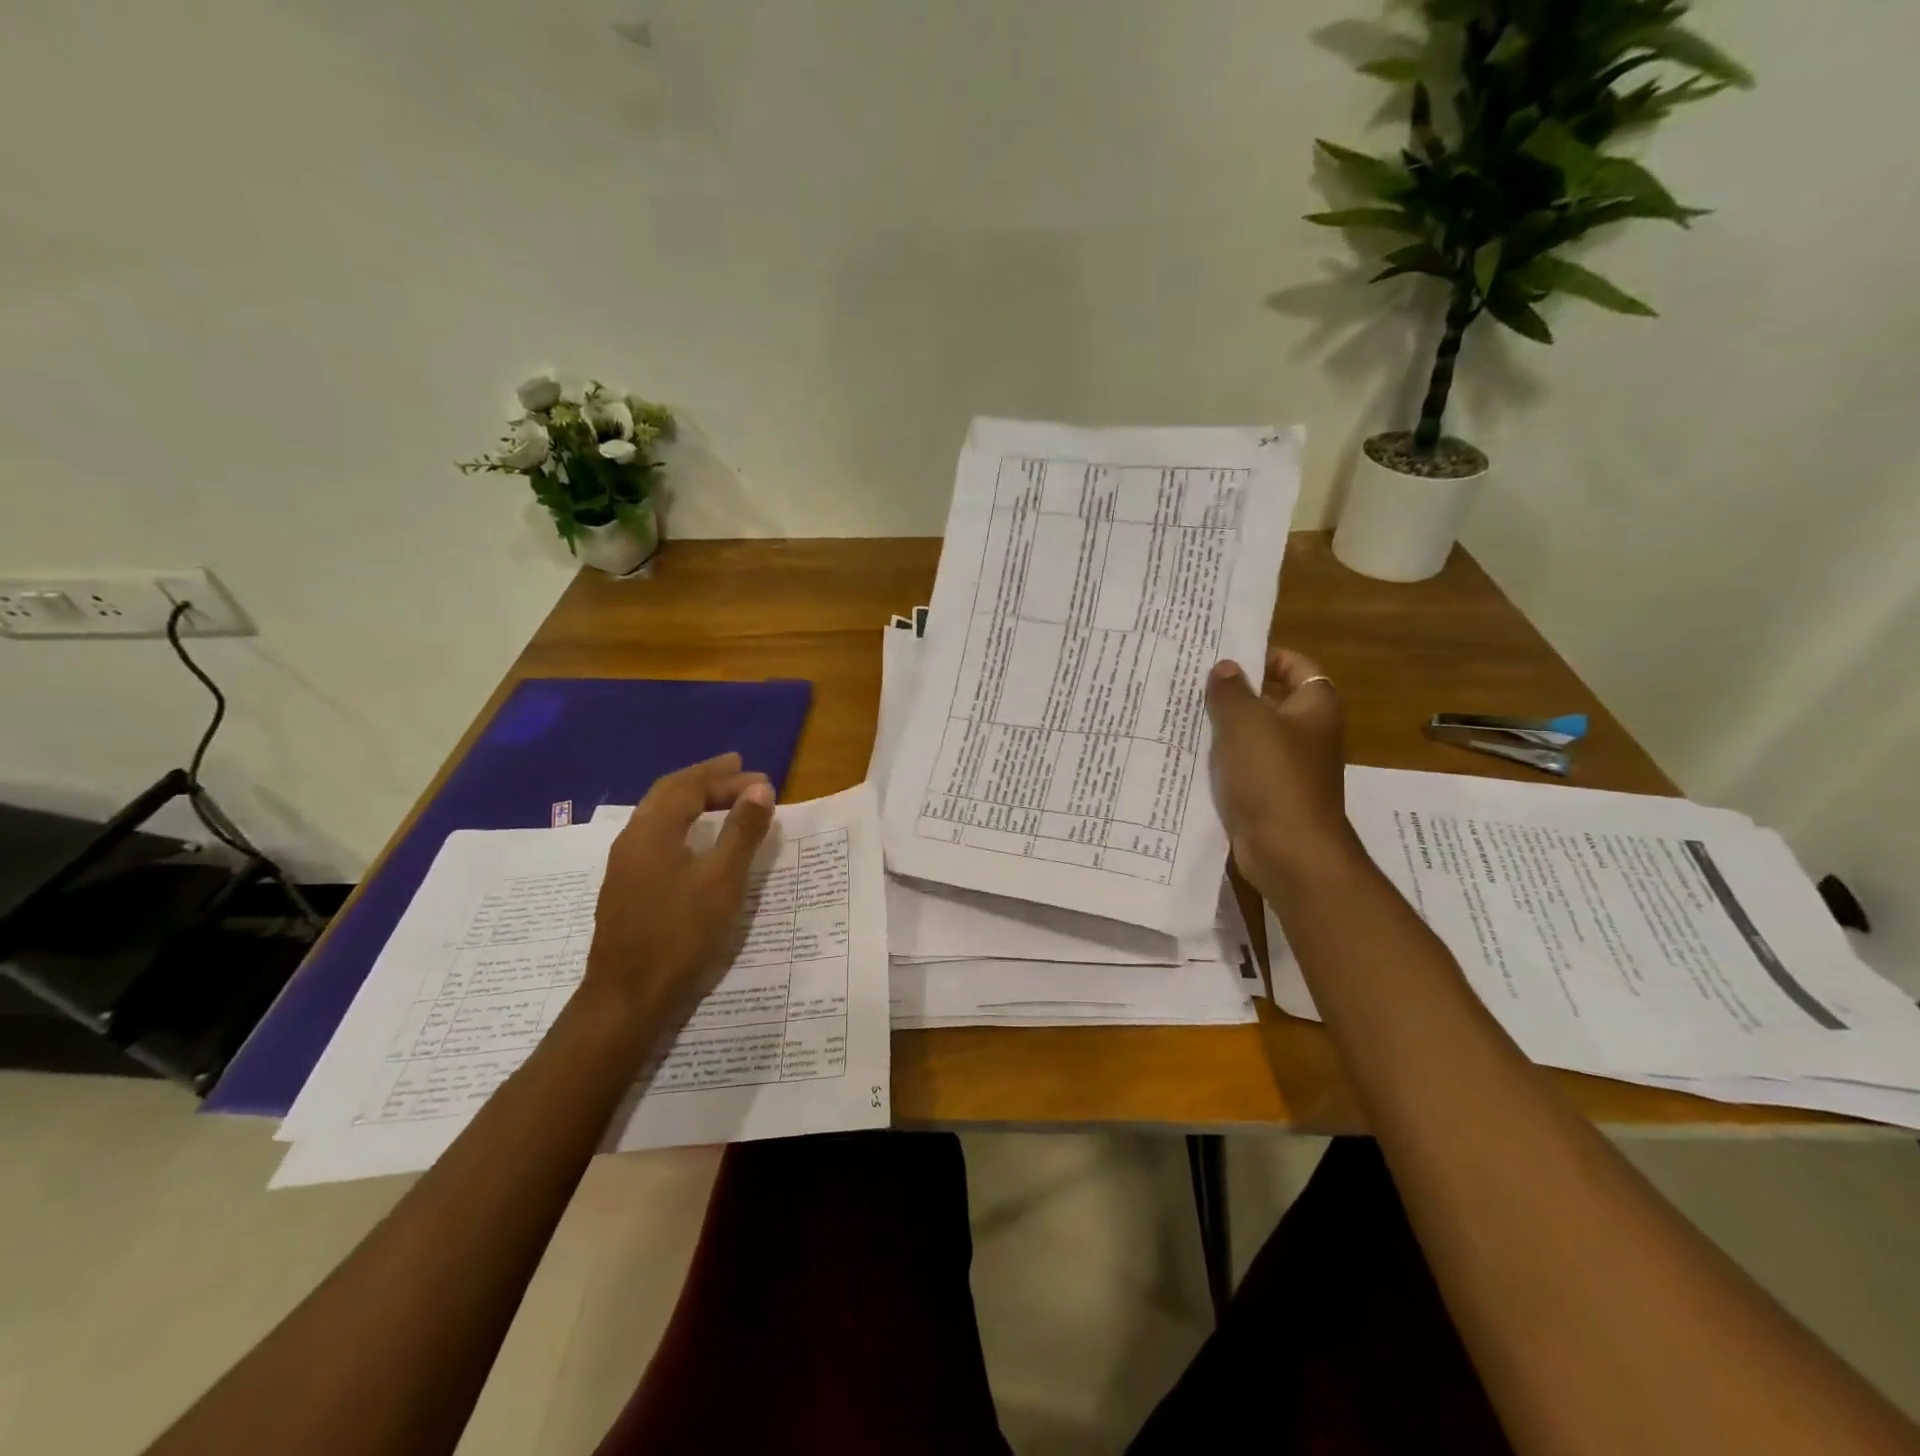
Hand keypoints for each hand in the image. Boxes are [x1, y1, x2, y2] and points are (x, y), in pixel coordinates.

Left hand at [578, 753, 775, 1043]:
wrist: (628, 996)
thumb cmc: (680, 933)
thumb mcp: (722, 880)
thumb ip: (741, 831)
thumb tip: (760, 789)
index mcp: (652, 831)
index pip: (690, 787)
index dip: (727, 779)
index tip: (763, 781)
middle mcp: (632, 839)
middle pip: (669, 793)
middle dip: (705, 778)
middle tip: (739, 769)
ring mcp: (625, 865)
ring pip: (659, 814)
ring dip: (692, 799)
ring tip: (723, 798)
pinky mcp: (627, 888)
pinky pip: (656, 836)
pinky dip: (683, 822)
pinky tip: (697, 838)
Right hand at [1205, 648, 1360, 882]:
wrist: (1290, 852)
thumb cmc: (1272, 777)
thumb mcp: (1245, 723)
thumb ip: (1231, 691)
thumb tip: (1225, 667)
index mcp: (1315, 707)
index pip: (1296, 665)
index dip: (1265, 656)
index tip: (1226, 655)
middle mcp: (1308, 734)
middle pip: (1270, 700)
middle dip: (1234, 692)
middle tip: (1192, 682)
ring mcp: (1290, 768)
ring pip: (1252, 736)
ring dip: (1223, 728)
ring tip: (1182, 714)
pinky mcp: (1270, 796)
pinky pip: (1243, 768)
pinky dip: (1222, 762)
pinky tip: (1189, 756)